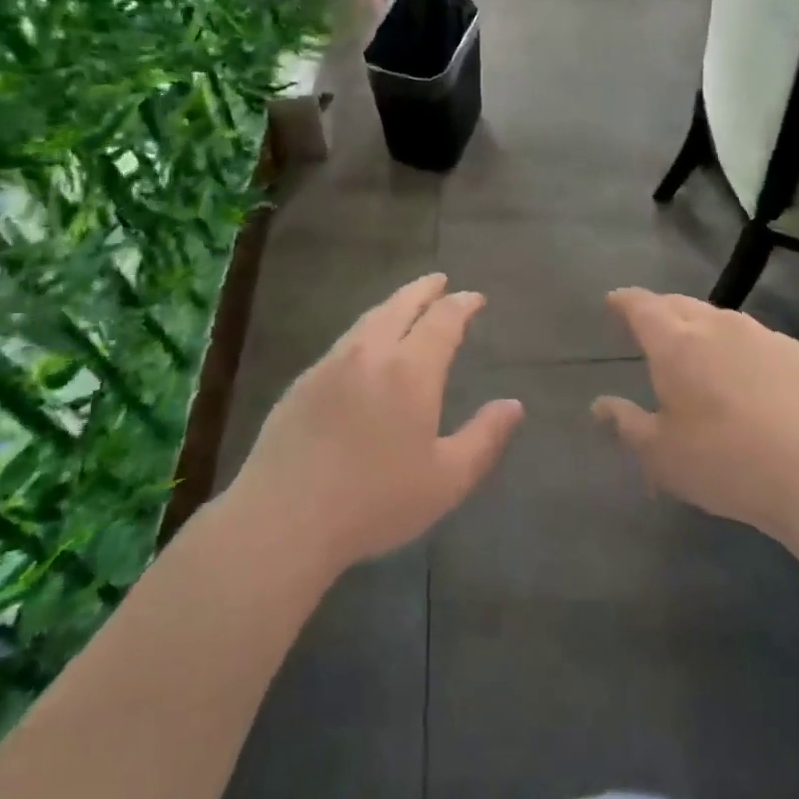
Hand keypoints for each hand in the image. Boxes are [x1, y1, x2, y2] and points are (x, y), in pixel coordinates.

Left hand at [231, 274, 523, 570]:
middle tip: (439, 280)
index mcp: (410, 370)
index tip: (475, 298)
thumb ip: (484, 438)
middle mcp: (370, 353)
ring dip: (393, 305)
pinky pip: (344, 342)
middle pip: (400, 305)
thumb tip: (513, 405)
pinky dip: (366, 330)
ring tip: (406, 304)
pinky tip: (365, 348)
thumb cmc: (375, 501)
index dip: (461, 305)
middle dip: (424, 289)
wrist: (284, 517)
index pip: (442, 320)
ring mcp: (331, 364)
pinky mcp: (303, 382)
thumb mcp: (446, 480)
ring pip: (368, 320)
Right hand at [592, 288, 798, 538]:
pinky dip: (744, 351)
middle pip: (681, 304)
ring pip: (723, 320)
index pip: (641, 307)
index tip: (613, 301)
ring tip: (702, 353)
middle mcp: (718, 327)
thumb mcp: (661, 455)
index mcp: (676, 344)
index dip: (624, 301)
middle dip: (661, 310)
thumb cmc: (725, 463)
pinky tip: (752, 381)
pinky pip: (760, 341)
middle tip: (653, 328)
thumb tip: (600, 405)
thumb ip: (627, 424)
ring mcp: (765, 336)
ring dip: (704, 329)